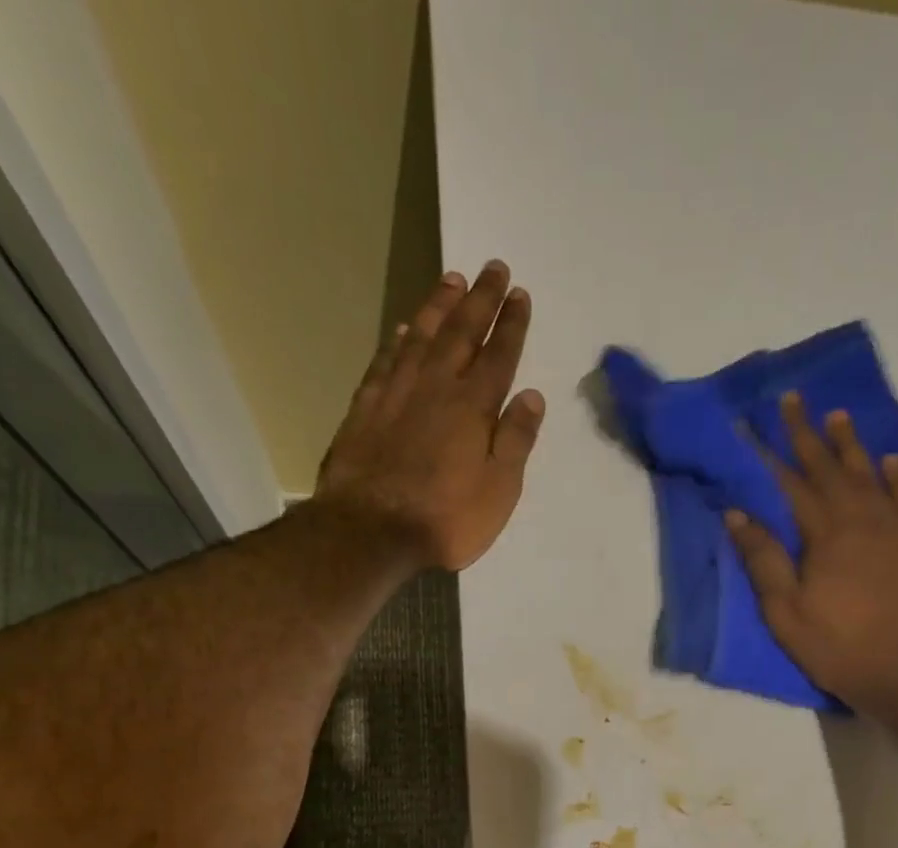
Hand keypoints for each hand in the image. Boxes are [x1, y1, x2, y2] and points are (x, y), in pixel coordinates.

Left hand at [315, 261, 543, 571]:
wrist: (369, 531)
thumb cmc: (445, 519)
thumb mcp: (498, 490)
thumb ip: (516, 441)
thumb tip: (532, 395)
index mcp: (473, 408)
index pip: (498, 356)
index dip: (512, 324)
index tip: (520, 294)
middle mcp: (435, 388)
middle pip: (461, 333)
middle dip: (480, 299)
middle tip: (493, 266)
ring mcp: (396, 395)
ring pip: (422, 338)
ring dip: (439, 307)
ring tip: (452, 279)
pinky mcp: (366, 409)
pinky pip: (386, 362)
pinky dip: (398, 341)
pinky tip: (406, 329)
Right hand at [726, 393, 897, 713]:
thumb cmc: (835, 646)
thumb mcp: (785, 611)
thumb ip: (763, 560)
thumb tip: (737, 513)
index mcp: (825, 534)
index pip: (792, 482)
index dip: (772, 451)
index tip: (756, 421)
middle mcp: (861, 519)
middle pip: (831, 468)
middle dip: (809, 433)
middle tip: (795, 399)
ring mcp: (895, 529)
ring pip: (870, 475)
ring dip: (852, 445)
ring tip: (839, 415)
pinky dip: (897, 476)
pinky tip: (890, 460)